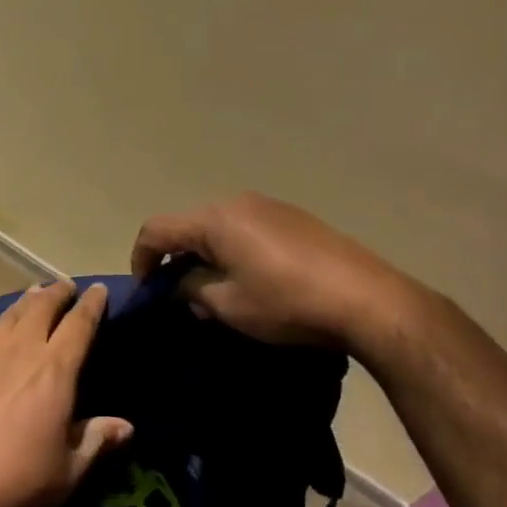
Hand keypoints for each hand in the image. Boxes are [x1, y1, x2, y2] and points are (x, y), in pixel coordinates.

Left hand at [0, 280, 132, 506]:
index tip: (99, 289)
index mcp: (55, 371)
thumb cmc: (15, 482)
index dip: (91, 304)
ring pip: (13, 313)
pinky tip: (5, 326)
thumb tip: (126, 426)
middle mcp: (23, 351)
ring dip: (30, 299)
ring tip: (38, 292)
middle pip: (42, 307)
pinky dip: (6, 318)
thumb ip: (96, 441)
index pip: (79, 325)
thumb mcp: (67, 471)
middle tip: (68, 285)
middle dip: (58, 292)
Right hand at [131, 192, 439, 355]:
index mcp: (214, 219)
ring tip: (218, 292)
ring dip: (207, 255)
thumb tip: (182, 286)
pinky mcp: (294, 218)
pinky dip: (235, 251)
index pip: (157, 229)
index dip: (141, 258)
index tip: (145, 289)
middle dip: (176, 258)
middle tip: (181, 296)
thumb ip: (192, 290)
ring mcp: (269, 206)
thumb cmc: (286, 302)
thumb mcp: (228, 305)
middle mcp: (237, 202)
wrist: (365, 298)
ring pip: (219, 227)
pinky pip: (247, 229)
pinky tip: (254, 281)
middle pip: (189, 225)